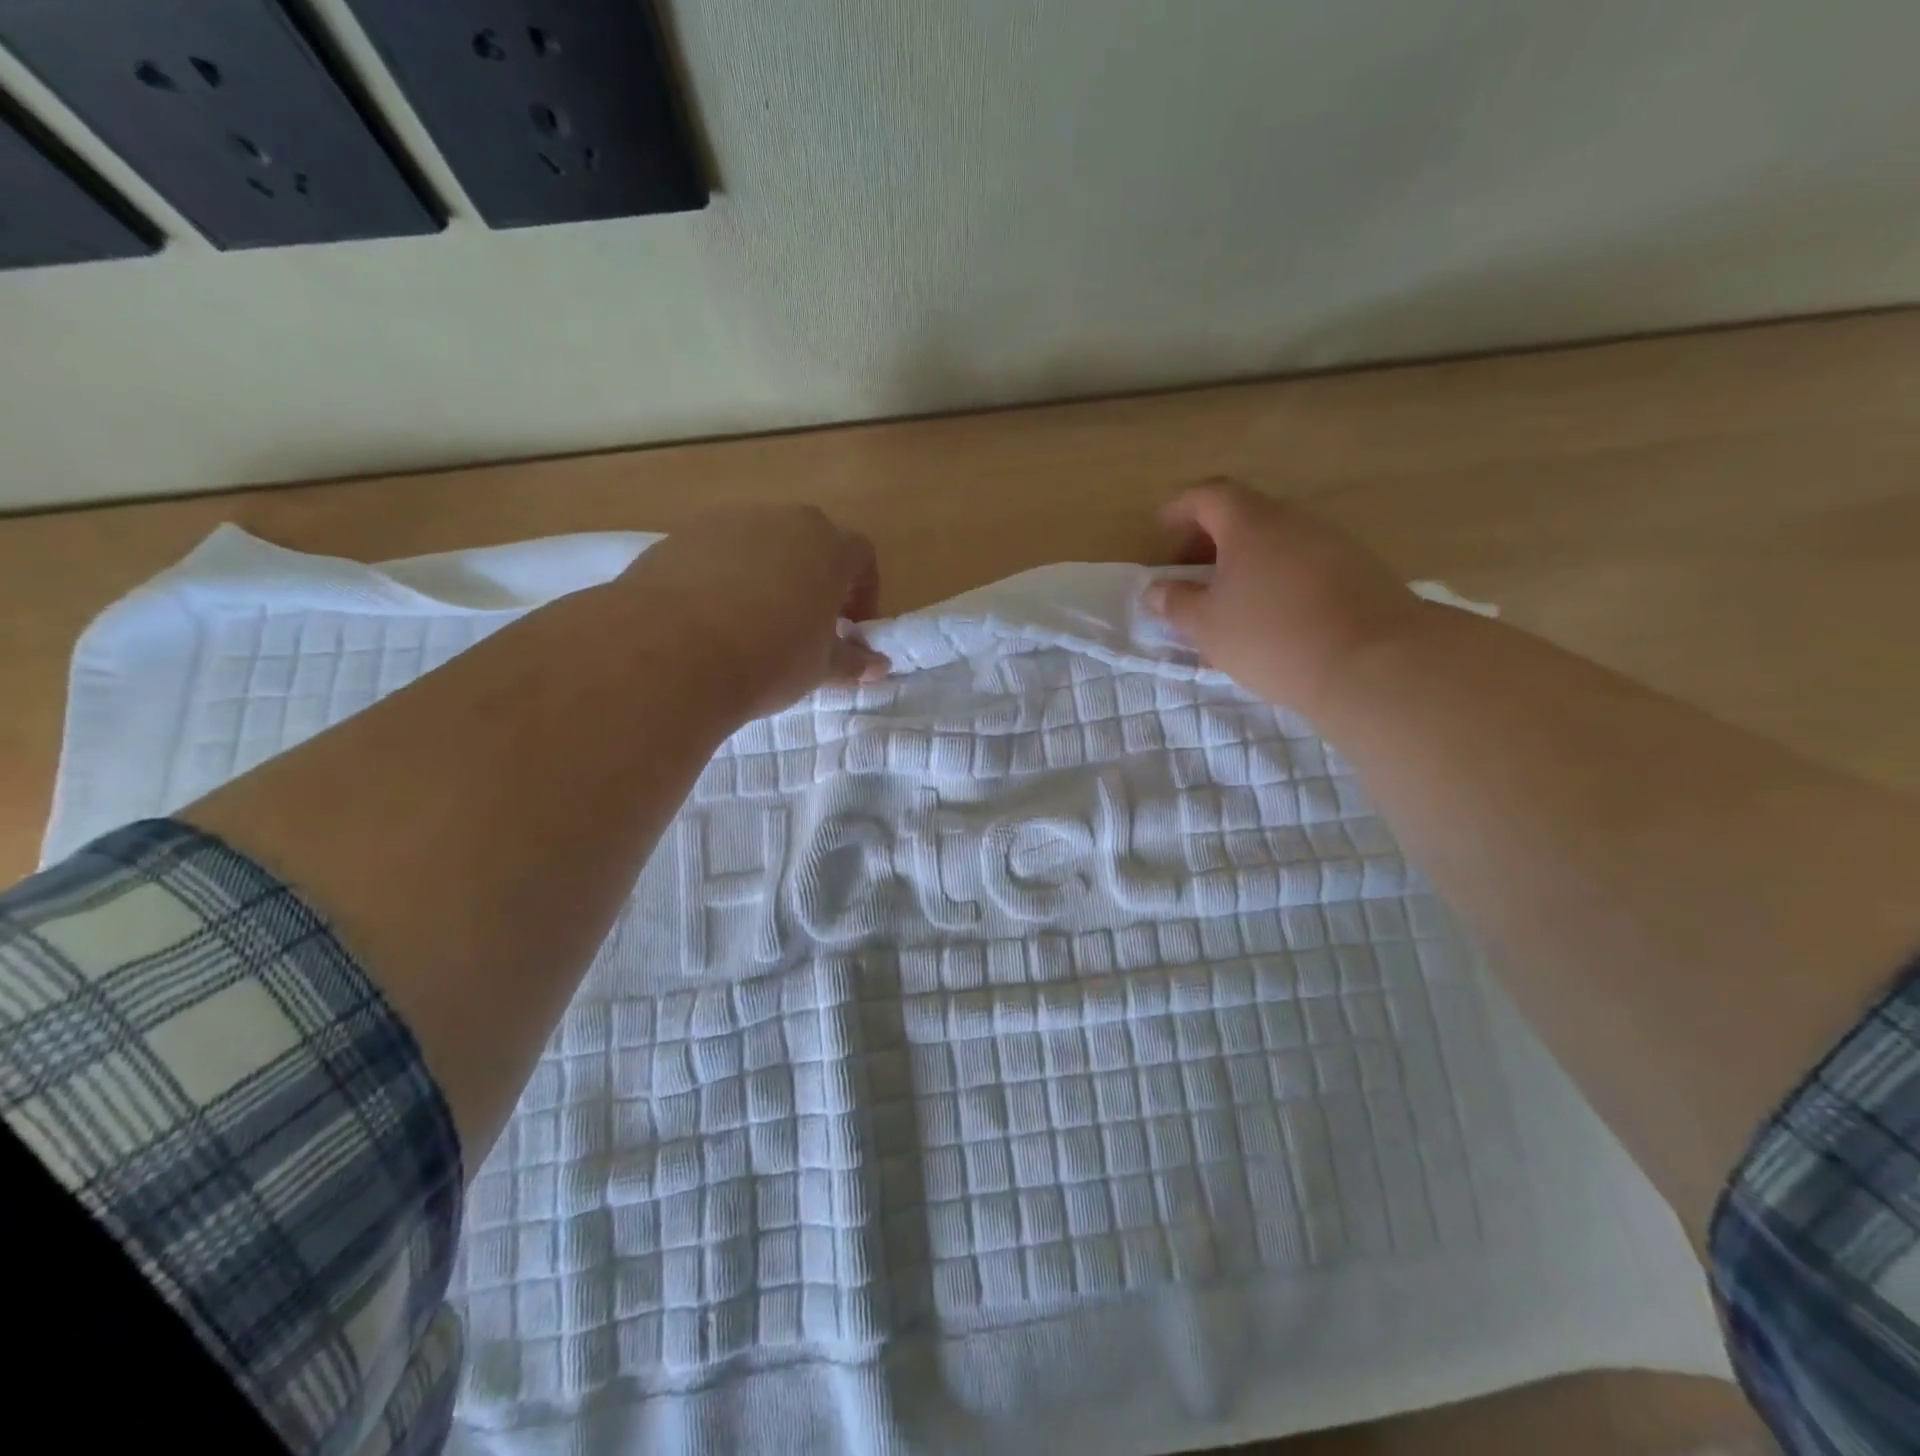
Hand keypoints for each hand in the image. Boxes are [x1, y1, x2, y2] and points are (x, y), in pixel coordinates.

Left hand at [611, 504, 887, 720]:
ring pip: (761, 544)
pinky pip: (717, 553)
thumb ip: (852, 661)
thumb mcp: (820, 667)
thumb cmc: (770, 657)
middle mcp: (780, 520)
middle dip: (815, 580)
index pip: (861, 556)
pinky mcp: (680, 536)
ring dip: (768, 576)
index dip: (864, 593)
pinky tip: (711, 620)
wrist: (672, 651)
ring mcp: (726, 522)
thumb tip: (877, 666)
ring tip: (755, 624)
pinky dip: (724, 578)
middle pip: (810, 543)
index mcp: (827, 546)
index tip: (851, 629)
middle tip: (806, 625)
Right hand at [1145, 480, 1428, 710]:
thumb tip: (1156, 590)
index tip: (1161, 529)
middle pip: (1244, 517)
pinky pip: (1302, 567)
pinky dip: (1275, 582)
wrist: (1372, 662)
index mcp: (1251, 523)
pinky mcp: (1358, 572)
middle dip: (1209, 543)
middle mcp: (1294, 521)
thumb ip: (1176, 604)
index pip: (1208, 496)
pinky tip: (1268, 621)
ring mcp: (1332, 544)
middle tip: (1189, 577)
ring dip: (1244, 566)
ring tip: (1226, 607)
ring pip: (1275, 545)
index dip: (1180, 509)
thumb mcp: (1206, 625)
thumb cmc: (1270, 635)